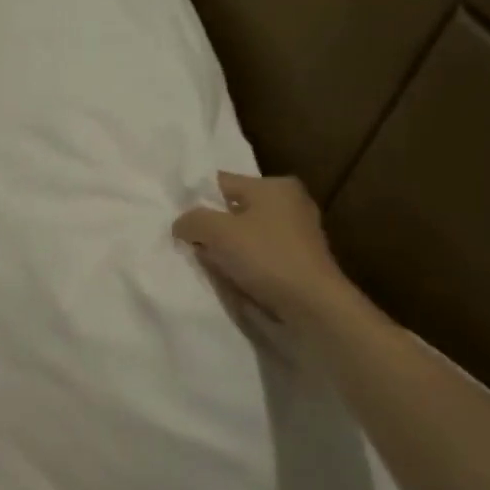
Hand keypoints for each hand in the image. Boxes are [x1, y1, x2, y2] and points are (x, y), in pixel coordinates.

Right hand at [173, 172, 357, 325]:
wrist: (312, 307)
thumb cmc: (266, 258)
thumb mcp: (217, 231)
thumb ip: (192, 220)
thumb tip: (181, 225)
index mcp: (274, 186)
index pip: (221, 182)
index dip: (195, 200)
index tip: (176, 222)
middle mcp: (289, 203)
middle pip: (233, 210)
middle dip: (210, 228)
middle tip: (188, 245)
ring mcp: (297, 234)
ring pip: (244, 235)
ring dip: (225, 249)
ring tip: (208, 265)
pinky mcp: (298, 262)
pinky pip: (258, 256)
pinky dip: (243, 265)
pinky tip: (231, 279)